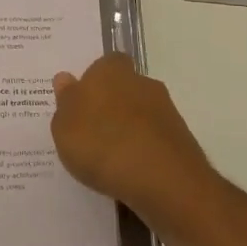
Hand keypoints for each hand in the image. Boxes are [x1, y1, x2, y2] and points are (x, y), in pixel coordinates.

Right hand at [51, 54, 213, 212]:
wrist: (163, 181)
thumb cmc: (102, 144)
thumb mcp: (64, 127)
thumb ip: (65, 101)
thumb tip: (66, 79)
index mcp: (111, 71)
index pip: (104, 64)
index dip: (93, 80)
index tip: (81, 102)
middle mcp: (142, 83)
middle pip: (124, 88)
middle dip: (111, 106)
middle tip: (91, 132)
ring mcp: (166, 111)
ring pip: (141, 115)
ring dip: (128, 130)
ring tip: (109, 159)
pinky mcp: (182, 141)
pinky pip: (154, 140)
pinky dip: (144, 151)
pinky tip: (130, 172)